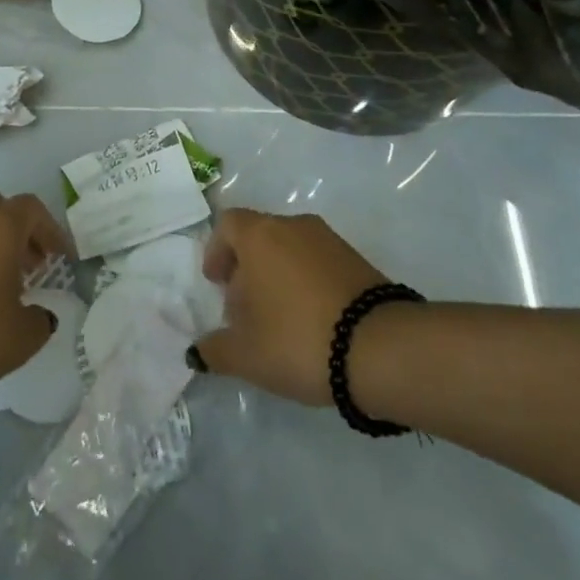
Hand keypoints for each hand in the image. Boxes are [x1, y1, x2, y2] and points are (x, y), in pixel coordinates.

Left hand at [0, 190, 73, 396]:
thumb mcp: (17, 339)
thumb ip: (39, 324)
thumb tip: (42, 315)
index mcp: (0, 226)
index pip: (33, 209)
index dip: (52, 230)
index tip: (62, 258)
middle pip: (0, 207)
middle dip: (20, 232)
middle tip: (31, 265)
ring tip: (0, 284)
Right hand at [195, 209, 386, 406]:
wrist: (381, 348)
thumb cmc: (298, 339)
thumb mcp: (246, 354)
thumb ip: (215, 350)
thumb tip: (198, 351)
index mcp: (260, 235)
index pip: (228, 224)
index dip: (217, 250)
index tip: (216, 282)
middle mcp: (293, 226)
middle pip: (260, 236)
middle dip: (247, 268)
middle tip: (244, 309)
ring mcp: (330, 240)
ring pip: (290, 249)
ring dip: (278, 276)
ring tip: (279, 321)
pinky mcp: (358, 260)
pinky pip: (318, 263)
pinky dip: (306, 283)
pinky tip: (311, 322)